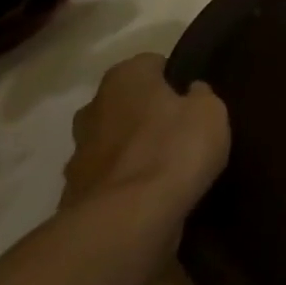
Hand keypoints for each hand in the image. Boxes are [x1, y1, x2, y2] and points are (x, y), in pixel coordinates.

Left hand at [61, 54, 229, 214]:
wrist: (127, 219)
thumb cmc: (175, 149)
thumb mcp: (211, 112)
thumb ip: (201, 97)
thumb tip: (191, 93)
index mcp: (125, 78)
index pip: (152, 64)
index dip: (174, 78)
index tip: (193, 97)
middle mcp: (93, 107)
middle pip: (126, 103)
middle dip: (147, 114)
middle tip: (181, 131)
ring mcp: (78, 153)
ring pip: (113, 142)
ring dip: (133, 150)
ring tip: (167, 168)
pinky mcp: (74, 194)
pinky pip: (109, 179)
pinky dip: (125, 184)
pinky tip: (151, 196)